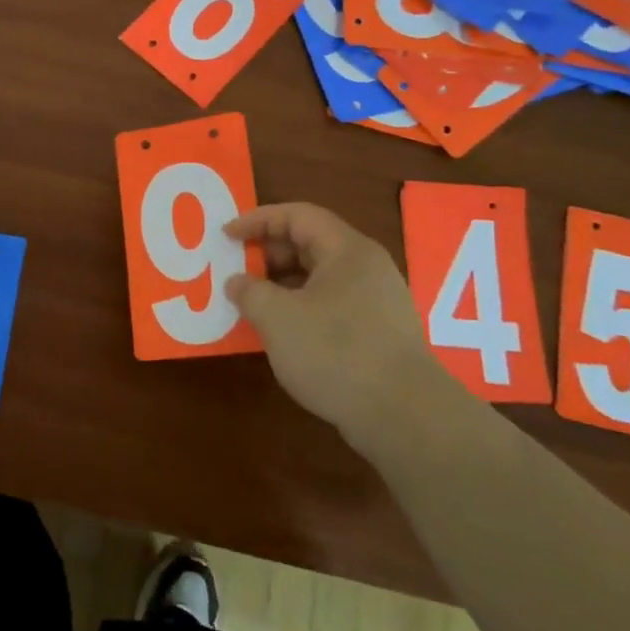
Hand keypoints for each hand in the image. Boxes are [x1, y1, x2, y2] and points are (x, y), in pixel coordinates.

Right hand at [224, 203, 454, 456]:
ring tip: (251, 303)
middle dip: (268, 253)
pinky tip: (281, 332)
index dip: (257, 220)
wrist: (403, 415)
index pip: (298, 215)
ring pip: (320, 277)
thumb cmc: (335, 352)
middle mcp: (366, 267)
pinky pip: (330, 304)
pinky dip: (300, 308)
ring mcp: (376, 301)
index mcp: (347, 250)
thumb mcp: (277, 318)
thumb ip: (250, 292)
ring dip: (281, 284)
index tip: (226, 236)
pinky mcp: (378, 332)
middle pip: (310, 243)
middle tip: (236, 271)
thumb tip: (237, 283)